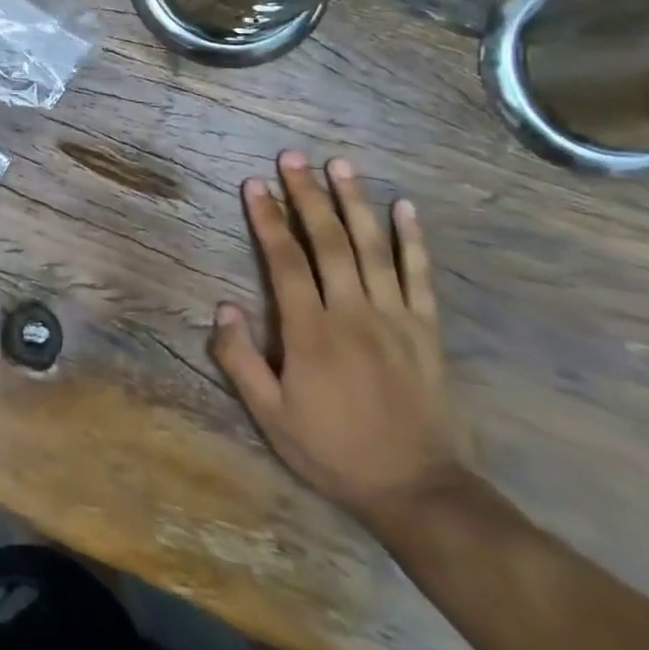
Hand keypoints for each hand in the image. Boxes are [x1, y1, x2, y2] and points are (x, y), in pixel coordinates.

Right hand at [210, 151, 466, 529]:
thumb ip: (240, 360)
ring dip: (355, 201)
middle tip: (293, 157)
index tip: (255, 184)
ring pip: (372, 247)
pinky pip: (419, 276)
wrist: (419, 492)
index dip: (268, 219)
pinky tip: (405, 207)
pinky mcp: (426, 330)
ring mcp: (395, 318)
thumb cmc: (334, 451)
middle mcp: (353, 312)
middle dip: (308, 194)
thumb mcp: (271, 416)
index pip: (285, 261)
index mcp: (311, 331)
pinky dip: (412, 240)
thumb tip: (222, 306)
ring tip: (340, 164)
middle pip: (329, 241)